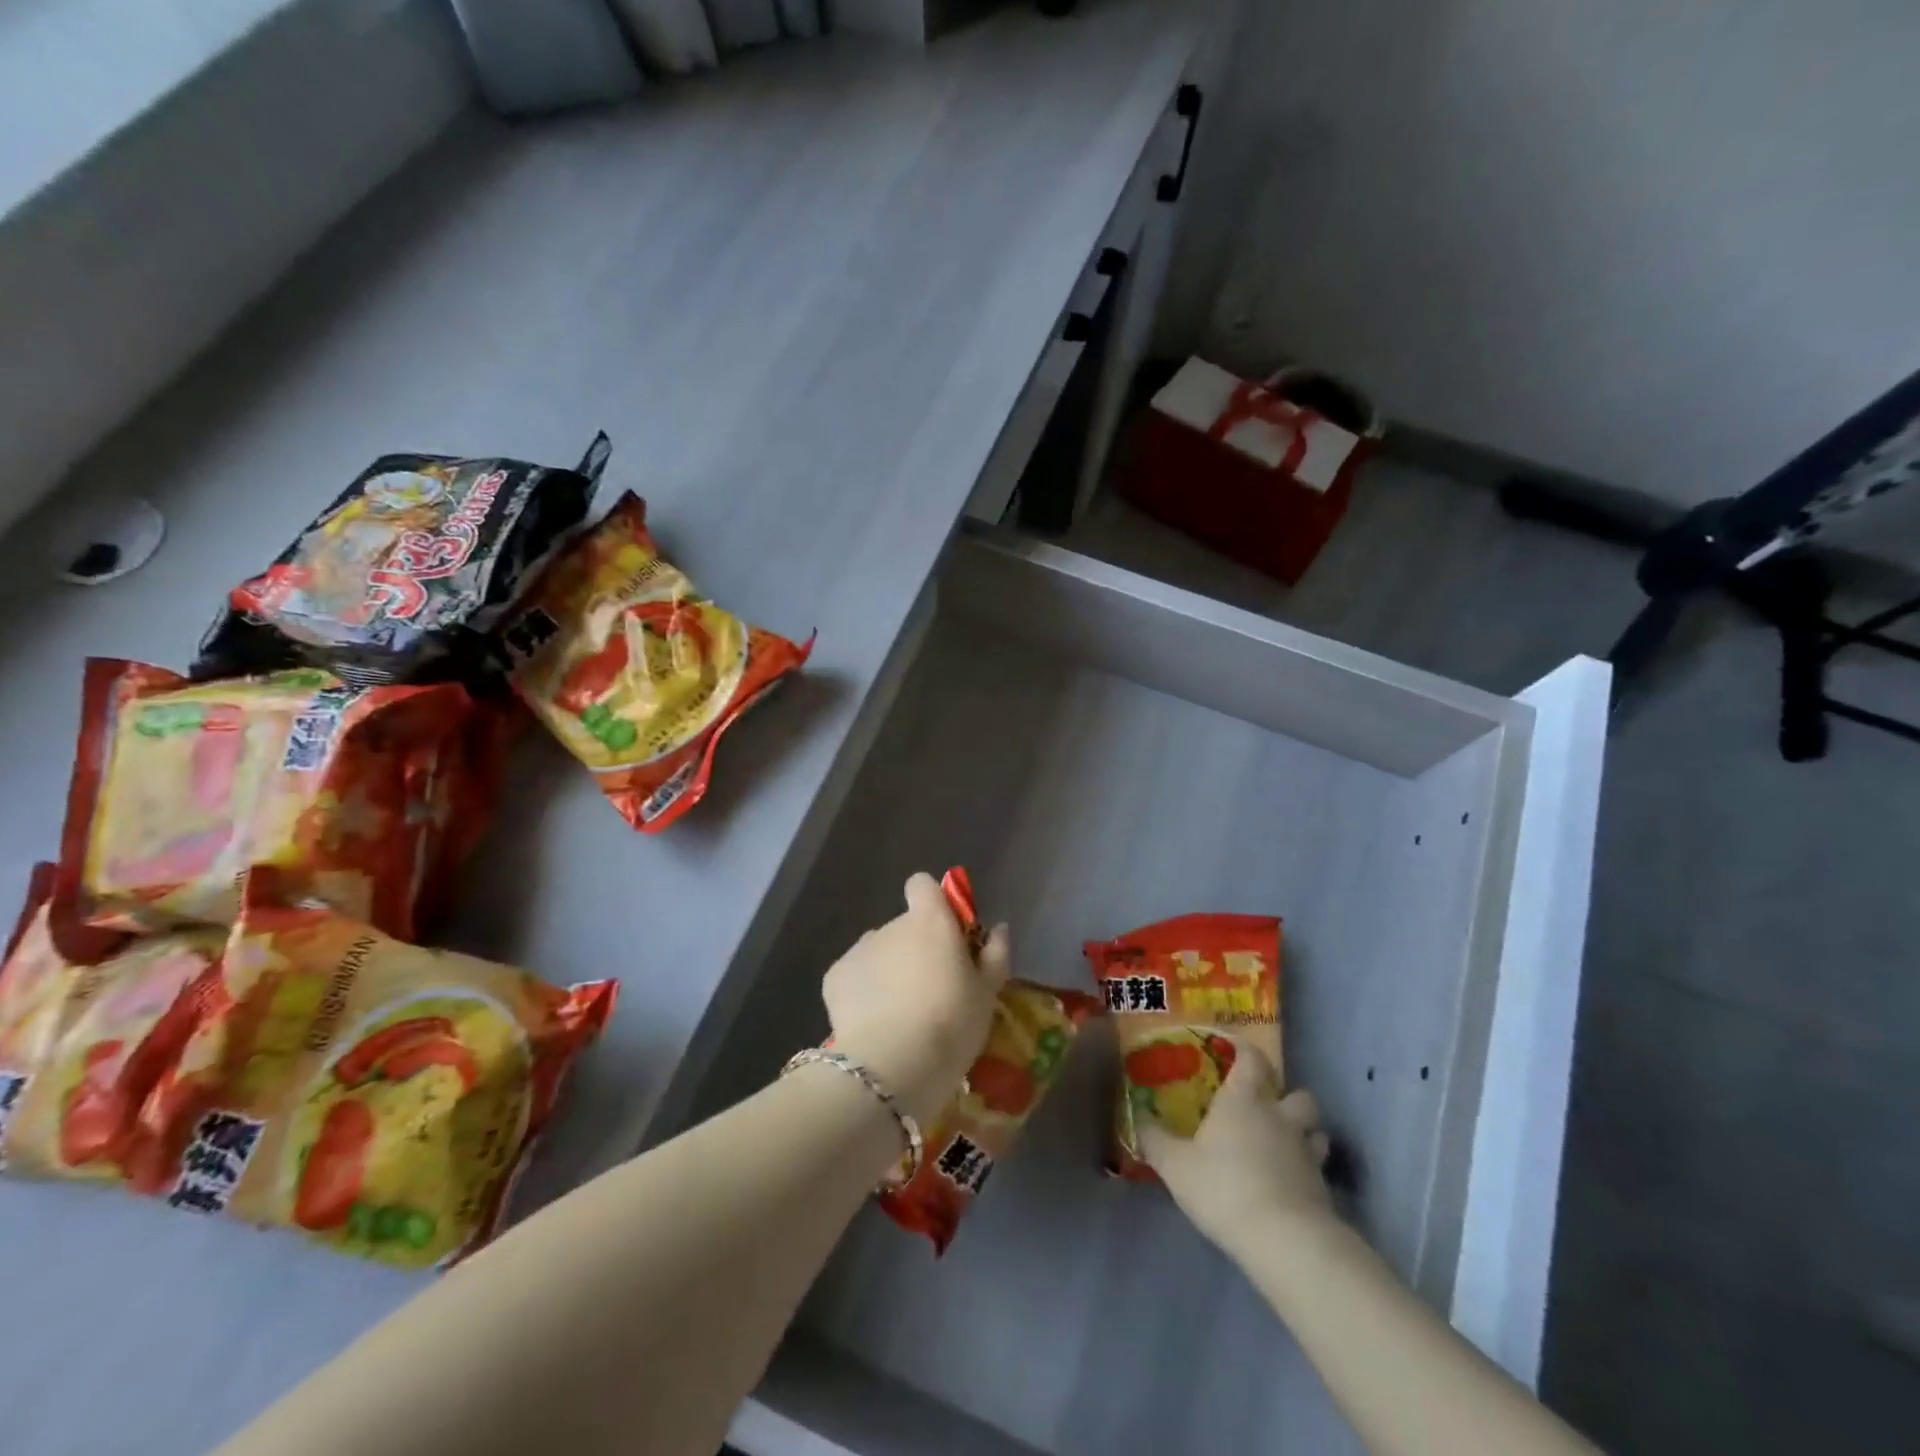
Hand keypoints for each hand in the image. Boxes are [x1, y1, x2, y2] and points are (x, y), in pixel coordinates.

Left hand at [822, 873, 1009, 1124]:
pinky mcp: (834, 977)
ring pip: (878, 953)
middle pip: (904, 927)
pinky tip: (874, 1025)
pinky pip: (854, 977)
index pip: (923, 885)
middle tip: (930, 991)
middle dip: (915, 950)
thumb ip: (994, 954)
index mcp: (929, 920)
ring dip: (889, 972)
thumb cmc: (951, 1023)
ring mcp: (859, 949)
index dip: (933, 902)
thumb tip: (999, 929)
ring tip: (900, 1015)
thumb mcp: (987, 994)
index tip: (946, 933)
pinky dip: (863, 993)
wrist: (892, 1064)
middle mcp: (891, 925)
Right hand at [1139, 1035, 1334, 1263]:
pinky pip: (1317, 1167)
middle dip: (1286, 1095)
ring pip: (1315, 1130)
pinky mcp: (1322, 1188)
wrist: (1284, 1241)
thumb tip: (1138, 1117)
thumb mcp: (1174, 1165)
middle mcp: (1280, 1117)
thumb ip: (1154, 1138)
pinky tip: (1288, 1183)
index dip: (1243, 1048)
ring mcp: (1306, 1153)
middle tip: (1265, 1106)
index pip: (1252, 1058)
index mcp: (1244, 1100)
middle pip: (1298, 1093)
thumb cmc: (1224, 1188)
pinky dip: (1306, 1169)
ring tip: (1283, 1144)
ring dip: (1304, 1132)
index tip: (1230, 1048)